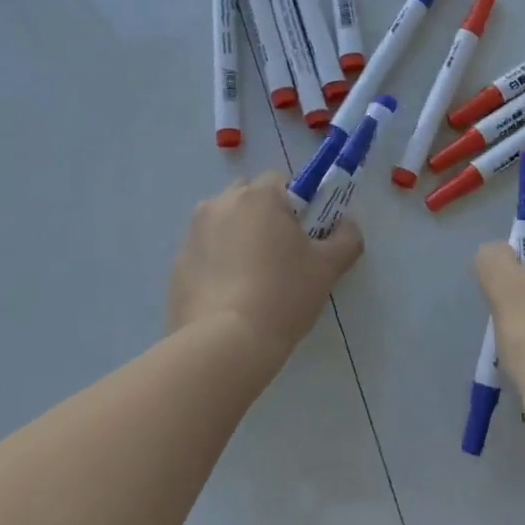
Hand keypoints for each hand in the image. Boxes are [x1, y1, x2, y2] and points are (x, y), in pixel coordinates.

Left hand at [168, 174, 363, 361]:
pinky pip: (205, 252)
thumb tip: (347, 226)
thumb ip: (346, 239)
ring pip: (223, 223)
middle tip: (281, 253)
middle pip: (247, 197)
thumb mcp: (327, 268)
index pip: (281, 181)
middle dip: (263, 215)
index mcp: (258, 197)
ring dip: (238, 237)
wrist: (224, 343)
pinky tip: (231, 296)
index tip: (305, 234)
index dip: (297, 204)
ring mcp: (192, 234)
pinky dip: (217, 263)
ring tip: (253, 278)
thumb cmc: (283, 295)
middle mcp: (220, 204)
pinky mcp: (177, 264)